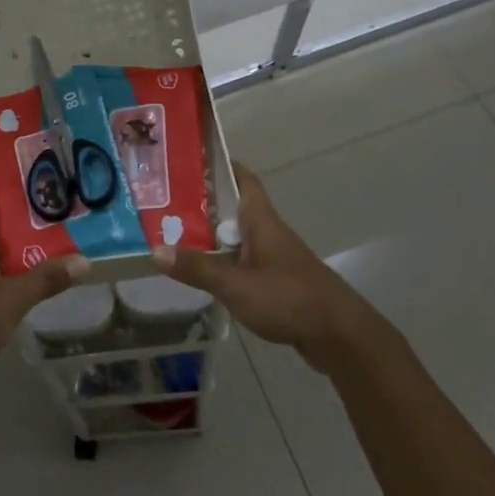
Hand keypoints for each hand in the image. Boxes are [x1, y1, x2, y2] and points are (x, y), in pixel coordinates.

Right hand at [152, 162, 377, 371]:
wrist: (338, 335)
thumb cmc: (288, 297)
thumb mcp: (235, 284)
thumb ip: (197, 267)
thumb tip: (155, 250)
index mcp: (261, 219)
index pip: (243, 179)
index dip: (222, 165)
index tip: (192, 160)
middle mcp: (269, 231)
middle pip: (235, 207)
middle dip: (205, 203)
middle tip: (168, 201)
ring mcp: (276, 257)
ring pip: (239, 236)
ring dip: (213, 234)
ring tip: (177, 235)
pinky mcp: (279, 281)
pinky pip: (245, 261)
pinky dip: (225, 261)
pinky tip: (205, 272)